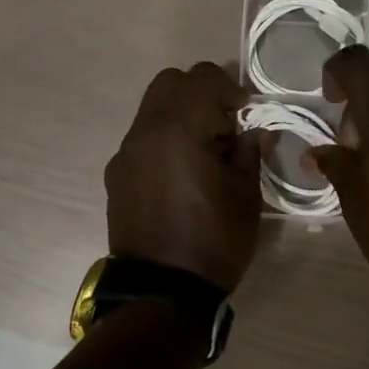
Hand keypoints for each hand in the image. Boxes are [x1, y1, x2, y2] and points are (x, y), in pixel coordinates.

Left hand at [106, 62, 263, 293]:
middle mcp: (145, 131)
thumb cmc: (213, 242)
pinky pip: (142, 139)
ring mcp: (125, 153)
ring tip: (202, 153)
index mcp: (179, 129)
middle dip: (200, 94)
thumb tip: (252, 132)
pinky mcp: (115, 174)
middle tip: (223, 127)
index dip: (231, 88)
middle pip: (170, 82)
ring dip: (180, 116)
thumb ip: (248, 152)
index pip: (203, 77)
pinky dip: (163, 140)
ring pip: (152, 109)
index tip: (246, 114)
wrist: (161, 292)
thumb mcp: (246, 197)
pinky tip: (179, 175)